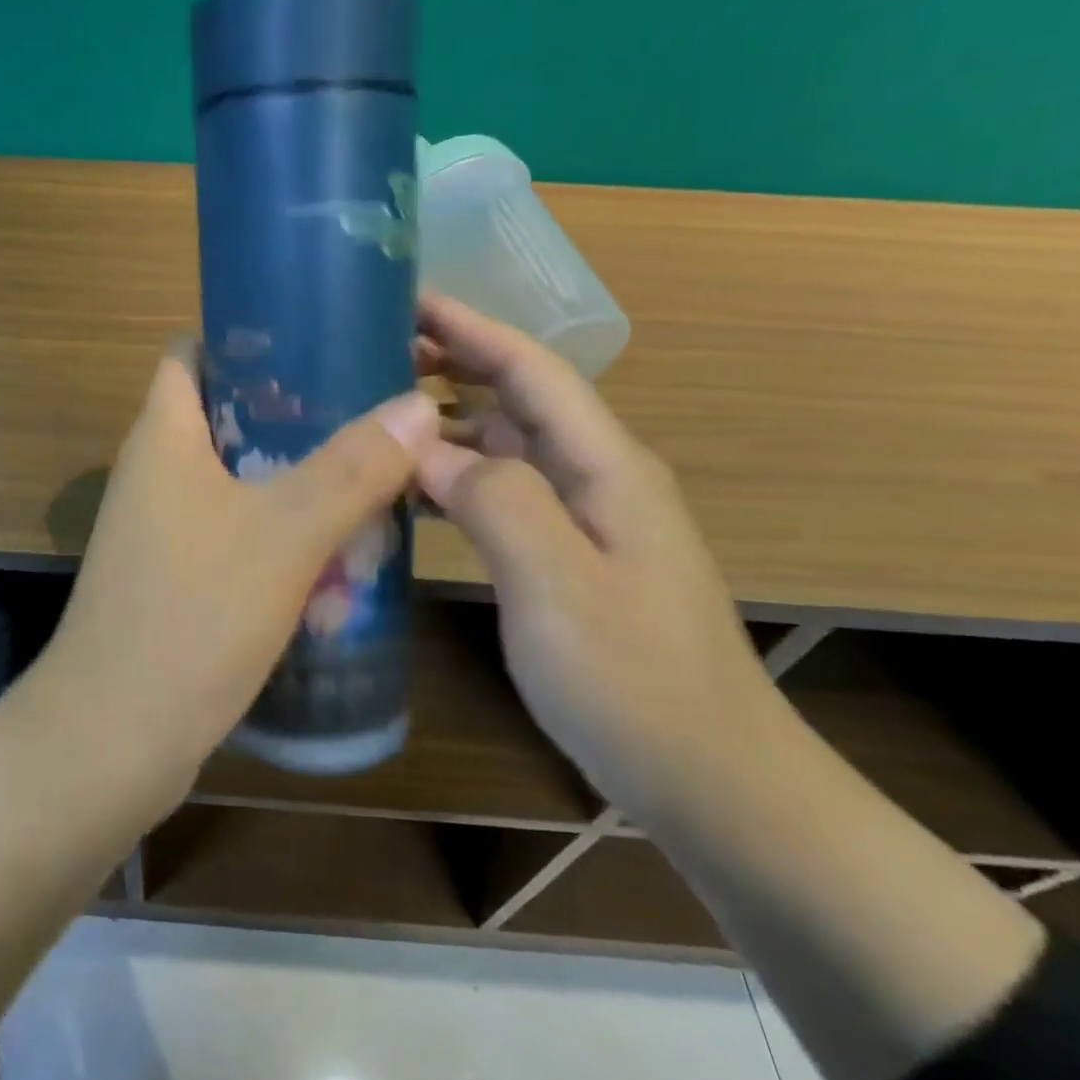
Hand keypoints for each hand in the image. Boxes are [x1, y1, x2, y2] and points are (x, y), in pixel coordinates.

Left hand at [41, 342, 438, 790]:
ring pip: (236, 481)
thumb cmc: (193, 614)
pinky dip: (279, 535)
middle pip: (225, 417)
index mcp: (163, 436)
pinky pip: (233, 535)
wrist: (113, 736)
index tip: (318, 339)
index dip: (248, 337)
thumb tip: (418, 405)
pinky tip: (335, 554)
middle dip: (293, 414)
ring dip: (294, 480)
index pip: (193, 353)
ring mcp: (159, 530)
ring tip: (369, 476)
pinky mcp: (174, 579)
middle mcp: (154, 473)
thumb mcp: (287, 533)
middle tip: (366, 411)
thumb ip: (353, 468)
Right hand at [413, 293, 780, 817]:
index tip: (405, 300)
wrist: (709, 780)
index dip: (470, 328)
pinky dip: (451, 480)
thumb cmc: (635, 681)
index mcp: (604, 466)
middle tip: (370, 354)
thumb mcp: (558, 586)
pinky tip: (407, 493)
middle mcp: (594, 477)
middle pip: (515, 397)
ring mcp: (580, 519)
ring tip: (374, 415)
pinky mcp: (564, 556)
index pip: (530, 370)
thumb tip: (428, 448)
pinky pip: (497, 495)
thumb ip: (496, 502)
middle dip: (450, 364)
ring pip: (501, 446)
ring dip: (444, 422)